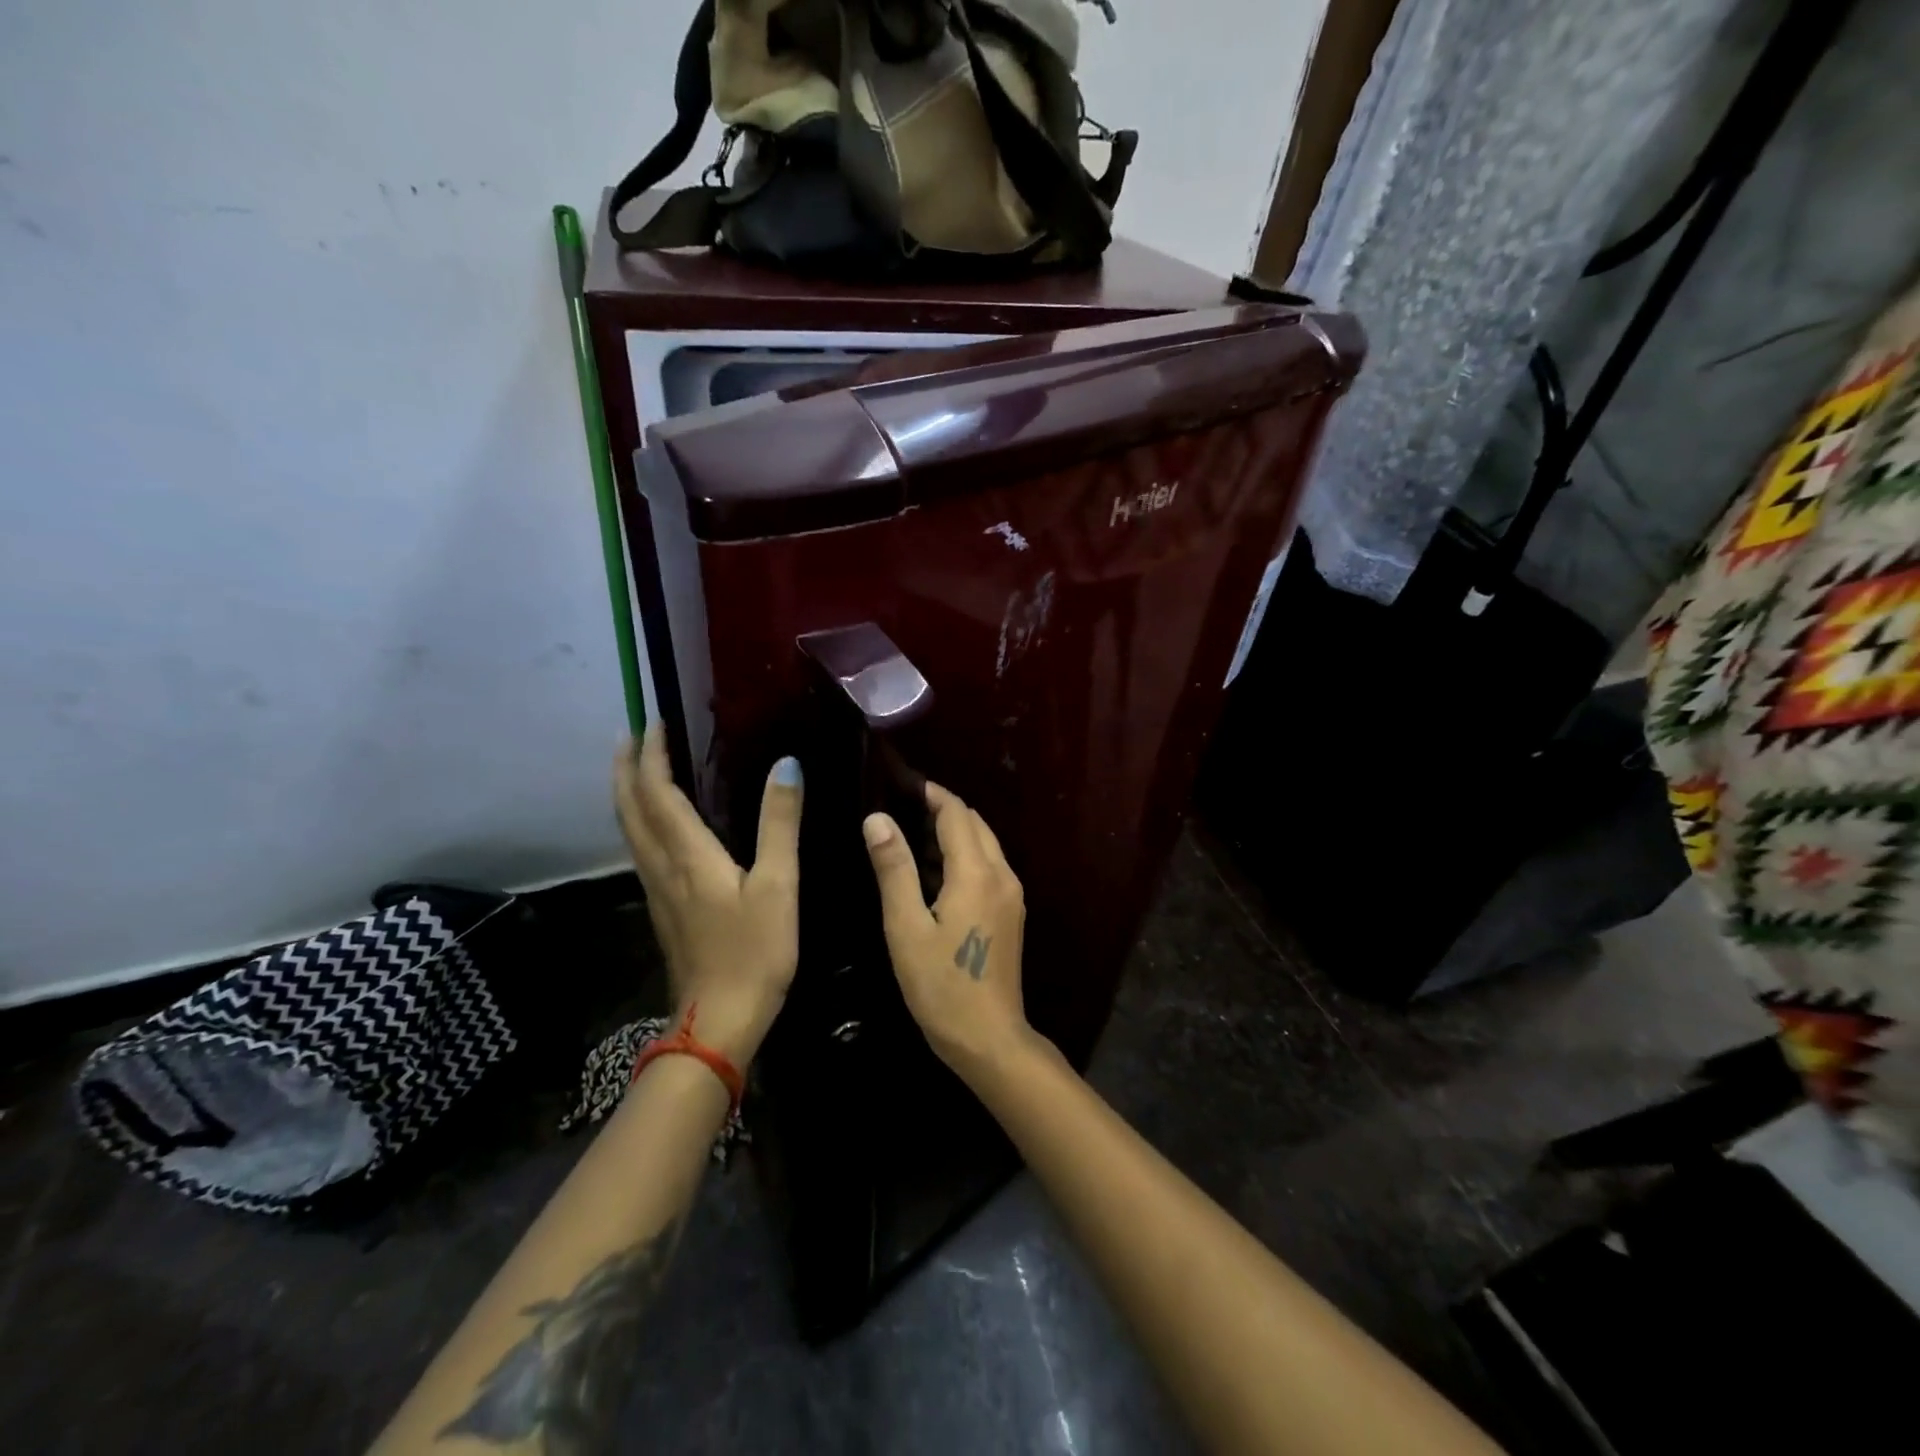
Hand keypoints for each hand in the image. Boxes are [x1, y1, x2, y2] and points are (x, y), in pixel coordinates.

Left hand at [614, 730, 803, 1067]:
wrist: (718, 1020)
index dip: (652, 755)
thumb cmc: (754, 951)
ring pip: (630, 830)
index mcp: (687, 854)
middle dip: (626, 768)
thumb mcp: (779, 884)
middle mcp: (661, 866)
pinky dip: (640, 820)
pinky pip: (641, 849)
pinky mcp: (662, 908)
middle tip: (631, 734)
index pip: (656, 792)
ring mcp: (657, 890)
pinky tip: (657, 823)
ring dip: (628, 793)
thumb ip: (780, 823)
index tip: (654, 720)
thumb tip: (787, 765)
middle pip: (629, 808)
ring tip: (637, 767)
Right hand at [863, 782, 1032, 1080]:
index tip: (899, 784)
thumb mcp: (906, 927)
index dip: (930, 793)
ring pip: (983, 845)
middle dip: (940, 810)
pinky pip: (987, 867)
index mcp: (977, 872)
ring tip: (908, 838)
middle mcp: (1002, 874)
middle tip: (898, 811)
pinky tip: (932, 874)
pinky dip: (962, 857)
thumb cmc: (940, 985)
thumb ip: (894, 868)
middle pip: (974, 824)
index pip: (956, 813)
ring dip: (951, 834)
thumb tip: (877, 818)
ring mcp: (1011, 894)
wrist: (989, 1038)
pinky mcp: (1011, 912)